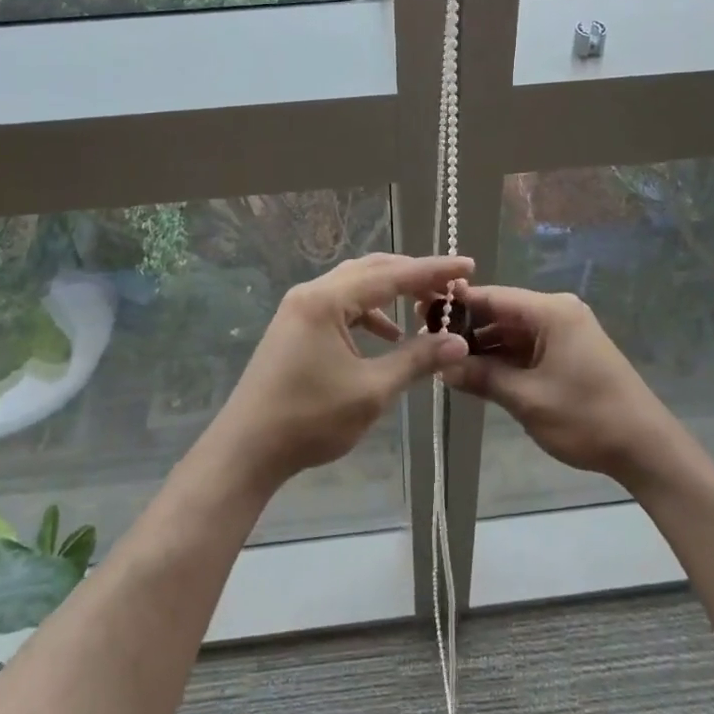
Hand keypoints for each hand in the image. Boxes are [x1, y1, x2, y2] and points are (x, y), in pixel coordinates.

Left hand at [208, 253, 473, 490]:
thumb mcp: (371, 390)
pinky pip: (340, 304)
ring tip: (423, 307)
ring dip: (390, 293)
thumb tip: (458, 342)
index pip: (391, 275)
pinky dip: (369, 312)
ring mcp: (299, 308)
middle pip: (372, 270)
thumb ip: (416, 360)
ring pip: (354, 285)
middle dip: (412, 276)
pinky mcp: (295, 326)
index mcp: (327, 300)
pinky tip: (387, 336)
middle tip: (449, 285)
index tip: (467, 264)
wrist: (246, 449)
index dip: (433, 271)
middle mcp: (311, 293)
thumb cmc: (310, 418)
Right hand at [445, 285, 680, 487]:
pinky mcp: (570, 352)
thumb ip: (482, 377)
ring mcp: (566, 332)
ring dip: (484, 346)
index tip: (420, 313)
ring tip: (444, 361)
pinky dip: (504, 358)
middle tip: (427, 341)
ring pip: (513, 331)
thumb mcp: (527, 399)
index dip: (456, 304)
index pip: (493, 296)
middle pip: (502, 312)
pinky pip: (528, 346)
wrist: (646, 448)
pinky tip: (476, 372)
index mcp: (551, 311)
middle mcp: (558, 312)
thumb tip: (441, 366)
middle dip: (467, 328)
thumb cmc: (586, 417)